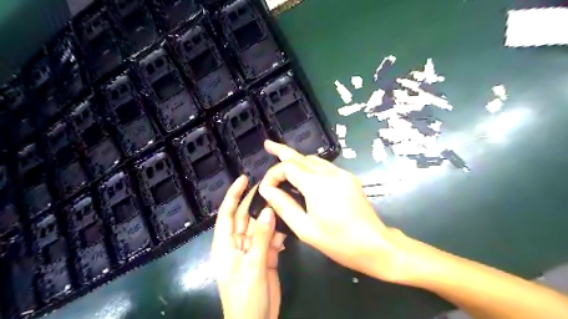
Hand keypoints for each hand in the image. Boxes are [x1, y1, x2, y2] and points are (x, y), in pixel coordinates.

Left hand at [211, 175, 286, 318]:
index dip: (234, 195)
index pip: (226, 214)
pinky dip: (279, 232)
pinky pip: (271, 239)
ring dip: (270, 216)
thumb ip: (260, 238)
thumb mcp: (253, 266)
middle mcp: (237, 244)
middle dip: (255, 201)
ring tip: (282, 200)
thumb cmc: (246, 297)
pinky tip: (288, 225)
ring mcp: (252, 249)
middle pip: (245, 217)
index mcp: (225, 245)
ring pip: (260, 226)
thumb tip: (268, 211)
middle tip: (269, 185)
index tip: (244, 179)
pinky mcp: (265, 256)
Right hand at [259, 141, 410, 281]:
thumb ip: (283, 206)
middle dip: (282, 150)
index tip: (266, 188)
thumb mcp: (304, 228)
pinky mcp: (348, 178)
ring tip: (282, 158)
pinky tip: (303, 174)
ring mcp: (341, 173)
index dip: (273, 174)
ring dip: (296, 159)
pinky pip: (324, 166)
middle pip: (300, 156)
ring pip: (313, 159)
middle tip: (268, 144)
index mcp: (316, 184)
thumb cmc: (337, 241)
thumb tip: (267, 190)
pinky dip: (309, 166)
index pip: (288, 167)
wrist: (374, 244)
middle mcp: (329, 173)